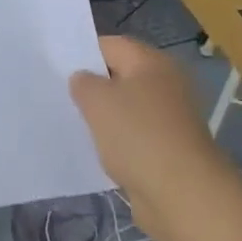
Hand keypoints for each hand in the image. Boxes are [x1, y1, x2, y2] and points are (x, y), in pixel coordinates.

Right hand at [70, 37, 226, 240]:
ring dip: (106, 118)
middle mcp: (166, 84)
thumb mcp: (97, 101)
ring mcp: (170, 118)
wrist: (184, 195)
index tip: (57, 70)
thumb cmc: (138, 136)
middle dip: (94, 88)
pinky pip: (136, 137)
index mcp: (152, 62)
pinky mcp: (170, 149)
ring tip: (75, 126)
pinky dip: (119, 143)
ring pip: (128, 109)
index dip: (83, 54)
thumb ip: (83, 83)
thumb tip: (83, 79)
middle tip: (62, 97)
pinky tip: (98, 153)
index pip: (111, 45)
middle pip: (121, 76)